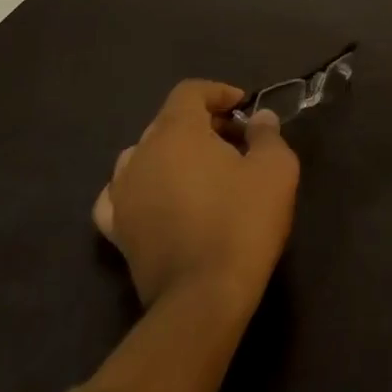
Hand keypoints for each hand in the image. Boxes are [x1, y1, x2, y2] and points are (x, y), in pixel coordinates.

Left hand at [94, 80, 298, 310]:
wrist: (203, 299)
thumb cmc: (242, 222)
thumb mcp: (275, 168)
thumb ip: (267, 134)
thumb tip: (260, 119)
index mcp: (176, 132)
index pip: (189, 92)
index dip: (218, 93)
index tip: (243, 108)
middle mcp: (141, 154)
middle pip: (167, 122)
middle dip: (201, 124)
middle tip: (233, 141)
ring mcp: (122, 194)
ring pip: (142, 155)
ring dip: (170, 154)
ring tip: (200, 171)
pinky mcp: (116, 231)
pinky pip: (120, 195)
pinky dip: (139, 188)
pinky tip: (157, 198)